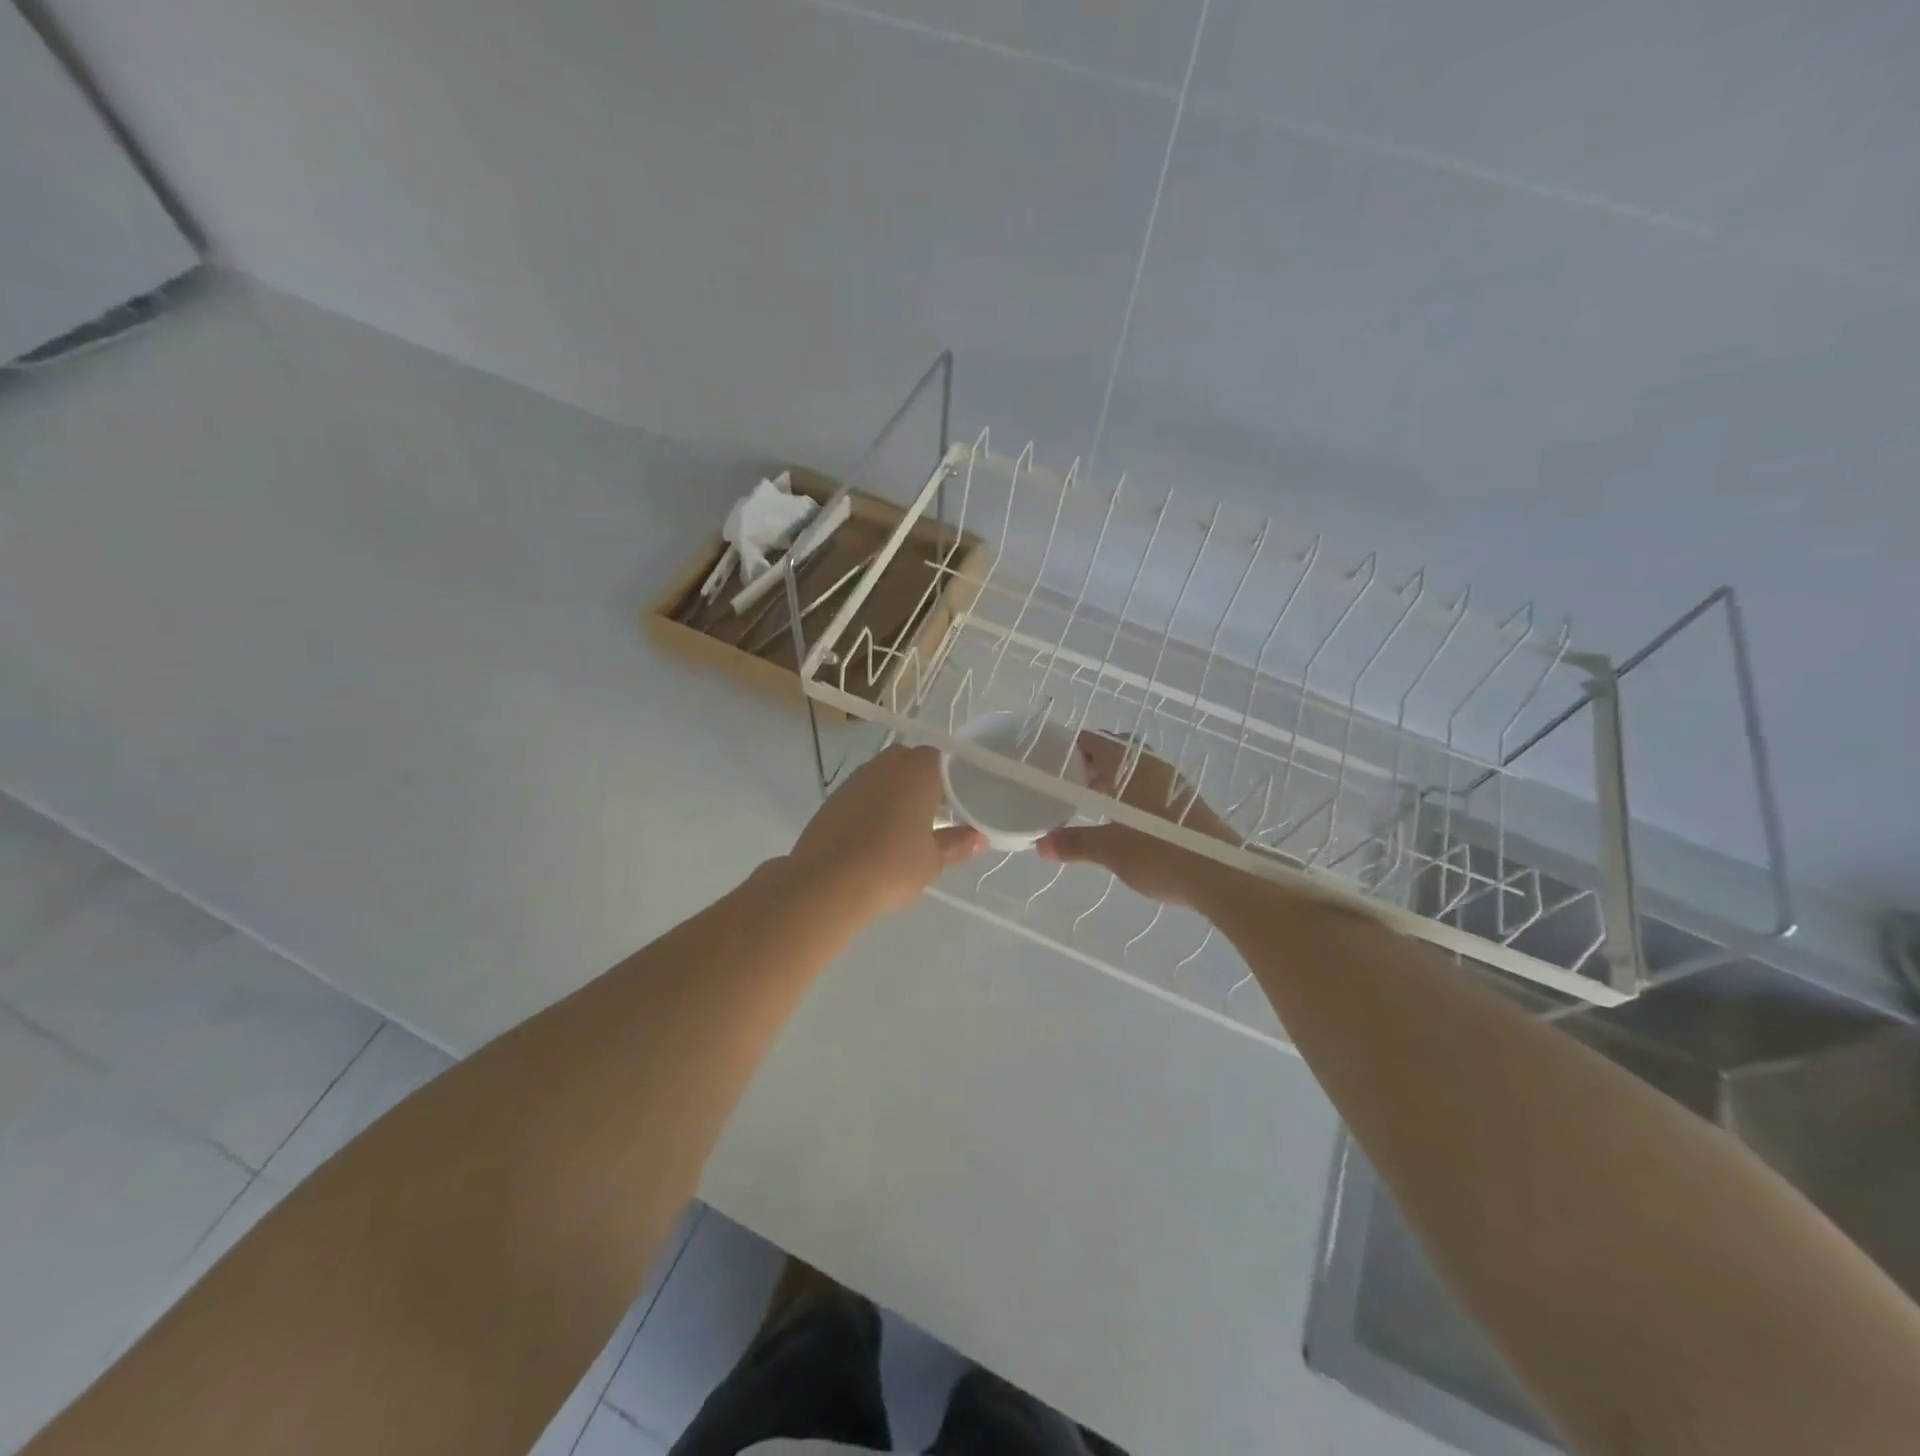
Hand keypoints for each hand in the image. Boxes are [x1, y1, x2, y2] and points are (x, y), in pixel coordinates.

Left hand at [786, 745, 984, 918]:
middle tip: (933, 812)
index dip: (949, 777)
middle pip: (909, 761)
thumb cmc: (892, 866)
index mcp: (918, 771)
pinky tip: (875, 834)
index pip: (940, 758)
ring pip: (883, 776)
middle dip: (921, 781)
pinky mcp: (833, 798)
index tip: (956, 801)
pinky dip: (872, 805)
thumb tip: (980, 839)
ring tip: (904, 825)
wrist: (827, 882)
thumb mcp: (933, 860)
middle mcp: (886, 765)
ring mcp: (856, 779)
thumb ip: (957, 844)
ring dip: (895, 792)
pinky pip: (862, 792)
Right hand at [1037, 733, 1240, 908]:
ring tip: (1090, 803)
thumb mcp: (1110, 850)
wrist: (1223, 877)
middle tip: (1067, 784)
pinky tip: (1121, 820)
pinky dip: (1129, 795)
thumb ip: (1075, 843)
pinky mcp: (1186, 804)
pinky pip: (1148, 787)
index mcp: (1131, 766)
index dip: (1070, 748)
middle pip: (1115, 753)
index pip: (1094, 741)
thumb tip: (1041, 845)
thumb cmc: (1161, 854)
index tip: (1051, 763)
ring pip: (1133, 771)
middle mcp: (1153, 766)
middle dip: (1090, 765)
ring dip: (1111, 781)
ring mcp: (1173, 784)